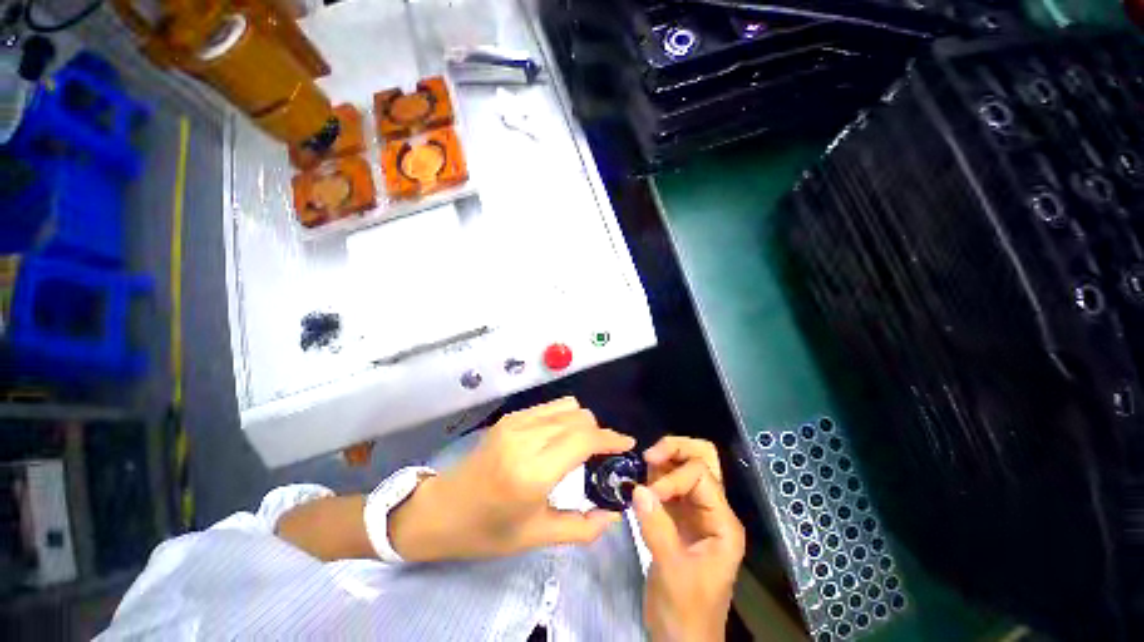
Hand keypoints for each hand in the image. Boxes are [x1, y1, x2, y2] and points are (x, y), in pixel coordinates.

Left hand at [390, 397, 635, 561]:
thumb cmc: (487, 530)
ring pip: (567, 406)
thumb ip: (582, 528)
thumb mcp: (536, 537)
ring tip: (582, 445)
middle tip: (602, 454)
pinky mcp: (510, 417)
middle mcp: (526, 438)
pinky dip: (564, 418)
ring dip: (582, 422)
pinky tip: (560, 437)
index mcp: (533, 472)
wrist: (441, 510)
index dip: (611, 438)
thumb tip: (615, 514)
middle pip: (579, 417)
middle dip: (598, 432)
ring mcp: (516, 422)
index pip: (584, 438)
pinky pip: (550, 407)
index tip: (628, 444)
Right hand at [633, 437, 745, 641]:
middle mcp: (712, 510)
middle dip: (676, 449)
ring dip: (664, 460)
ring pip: (684, 467)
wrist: (681, 639)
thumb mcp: (672, 571)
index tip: (649, 493)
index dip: (673, 477)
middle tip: (649, 455)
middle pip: (702, 459)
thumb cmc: (686, 611)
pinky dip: (655, 475)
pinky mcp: (678, 516)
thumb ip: (656, 527)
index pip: (701, 476)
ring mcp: (695, 511)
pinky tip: (642, 480)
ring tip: (643, 466)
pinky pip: (669, 484)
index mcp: (723, 522)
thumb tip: (637, 488)